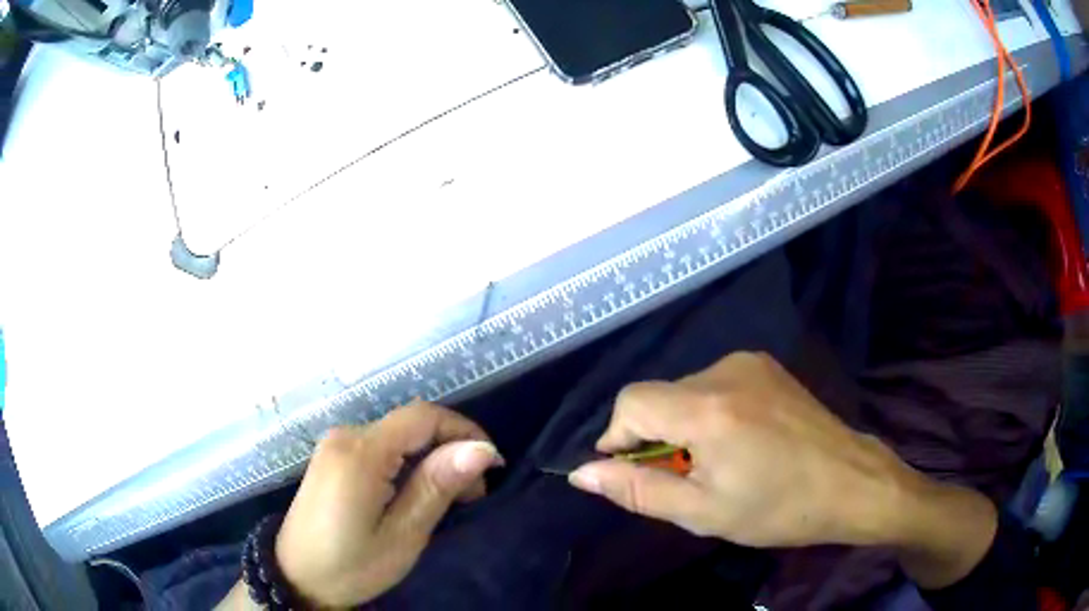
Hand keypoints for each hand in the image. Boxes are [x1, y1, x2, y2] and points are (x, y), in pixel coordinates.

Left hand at [274, 402, 502, 607]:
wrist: (297, 578)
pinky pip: (380, 446)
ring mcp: (335, 444)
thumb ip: (437, 486)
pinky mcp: (332, 457)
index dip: (465, 432)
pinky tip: (415, 492)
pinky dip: (407, 462)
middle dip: (450, 449)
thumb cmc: (351, 566)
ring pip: (397, 435)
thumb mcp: (402, 535)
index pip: (424, 417)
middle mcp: (346, 435)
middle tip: (472, 495)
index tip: (493, 467)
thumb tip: (482, 449)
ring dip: (430, 458)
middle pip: (411, 424)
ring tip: (449, 499)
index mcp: (361, 452)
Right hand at [567, 353, 992, 556]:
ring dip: (682, 425)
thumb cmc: (778, 508)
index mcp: (708, 407)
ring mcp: (750, 363)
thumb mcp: (703, 512)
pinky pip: (715, 383)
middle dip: (654, 436)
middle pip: (659, 395)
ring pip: (686, 389)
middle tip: (682, 479)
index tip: (631, 471)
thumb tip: (582, 473)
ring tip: (715, 463)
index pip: (631, 402)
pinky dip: (708, 411)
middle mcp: (726, 370)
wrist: (851, 483)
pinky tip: (738, 441)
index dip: (618, 437)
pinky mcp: (767, 366)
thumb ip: (638, 489)